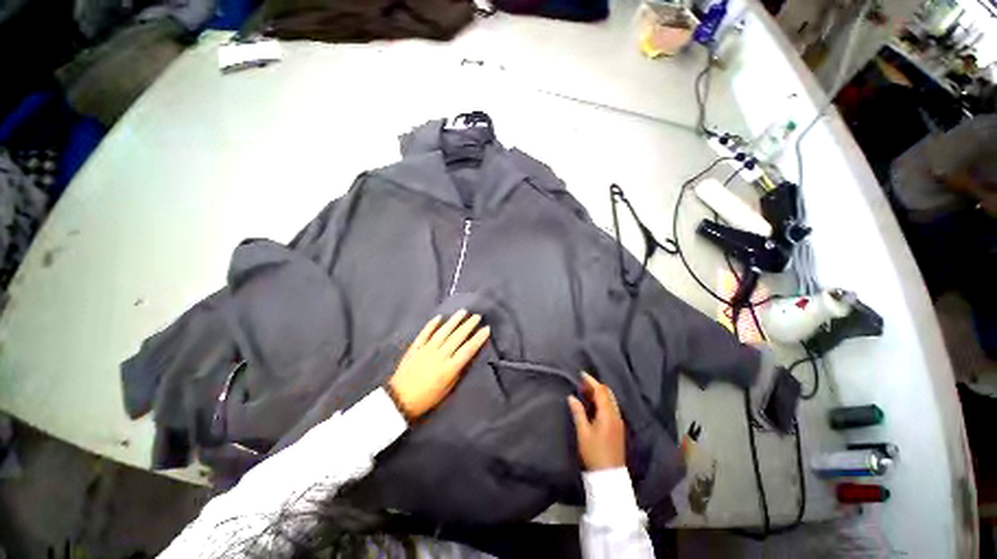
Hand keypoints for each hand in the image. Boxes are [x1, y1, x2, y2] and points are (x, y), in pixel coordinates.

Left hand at [387, 310, 489, 420]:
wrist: (400, 400)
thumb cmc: (427, 398)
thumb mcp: (448, 389)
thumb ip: (457, 371)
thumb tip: (466, 357)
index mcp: (449, 367)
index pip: (468, 349)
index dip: (478, 338)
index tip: (486, 328)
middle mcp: (440, 355)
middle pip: (457, 336)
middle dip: (469, 325)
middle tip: (477, 316)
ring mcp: (426, 350)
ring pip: (443, 331)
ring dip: (454, 320)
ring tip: (463, 312)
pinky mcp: (415, 348)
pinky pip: (425, 333)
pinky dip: (432, 324)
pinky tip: (439, 317)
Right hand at [568, 373, 625, 470]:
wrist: (609, 476)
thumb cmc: (594, 453)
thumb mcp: (583, 432)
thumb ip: (578, 412)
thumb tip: (572, 397)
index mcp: (608, 414)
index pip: (601, 391)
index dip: (591, 381)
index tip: (581, 374)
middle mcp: (616, 415)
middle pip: (607, 394)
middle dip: (595, 386)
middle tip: (582, 383)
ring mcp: (618, 422)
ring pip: (610, 401)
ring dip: (599, 394)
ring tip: (585, 391)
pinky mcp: (618, 428)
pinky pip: (611, 408)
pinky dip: (602, 402)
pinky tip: (593, 405)